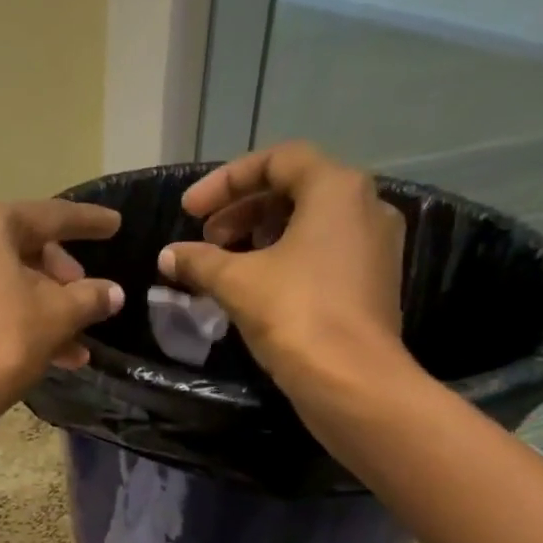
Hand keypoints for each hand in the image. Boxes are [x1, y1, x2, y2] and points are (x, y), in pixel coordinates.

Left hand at [0, 196, 123, 416]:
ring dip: (43, 311)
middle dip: (62, 282)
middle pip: (23, 250)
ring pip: (3, 283)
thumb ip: (89, 298)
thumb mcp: (56, 317)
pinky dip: (13, 320)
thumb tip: (113, 293)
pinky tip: (47, 354)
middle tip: (88, 305)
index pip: (49, 216)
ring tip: (76, 349)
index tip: (115, 224)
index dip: (88, 223)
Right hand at [158, 142, 415, 397]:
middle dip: (242, 212)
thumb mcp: (237, 282)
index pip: (277, 160)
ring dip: (260, 238)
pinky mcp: (373, 283)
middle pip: (294, 191)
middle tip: (206, 241)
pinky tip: (254, 289)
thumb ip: (199, 261)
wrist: (352, 382)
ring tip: (224, 266)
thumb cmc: (296, 315)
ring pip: (309, 225)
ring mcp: (375, 246)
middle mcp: (365, 206)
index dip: (226, 181)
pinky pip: (323, 254)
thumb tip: (168, 256)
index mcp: (337, 189)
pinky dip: (285, 260)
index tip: (189, 211)